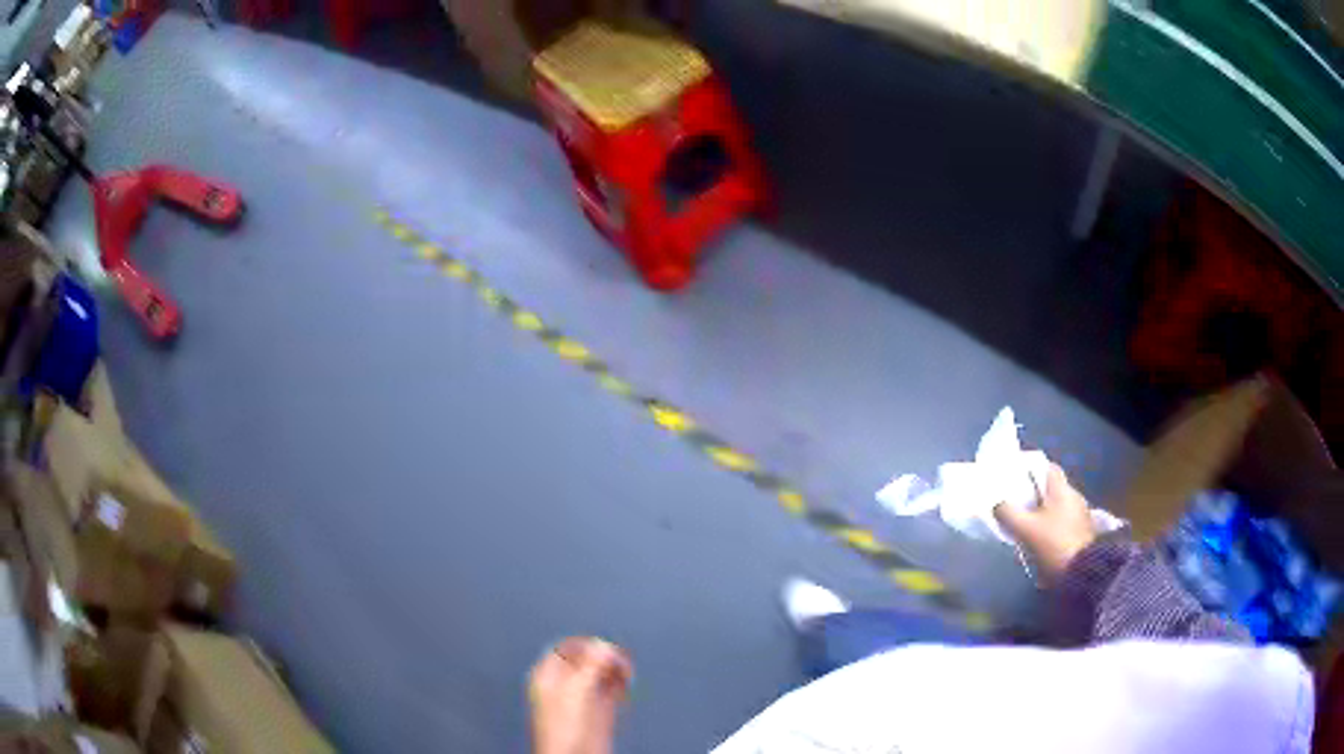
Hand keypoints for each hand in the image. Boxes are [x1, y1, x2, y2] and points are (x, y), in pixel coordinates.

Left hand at [528, 637, 633, 753]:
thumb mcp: (576, 691)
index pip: (567, 648)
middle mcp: (564, 683)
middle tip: (619, 658)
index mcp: (548, 675)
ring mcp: (582, 696)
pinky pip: (611, 687)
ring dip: (615, 668)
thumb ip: (591, 665)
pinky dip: (620, 683)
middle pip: (587, 658)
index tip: (605, 646)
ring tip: (625, 671)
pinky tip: (625, 684)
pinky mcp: (598, 708)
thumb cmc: (562, 732)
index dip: (587, 644)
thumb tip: (604, 644)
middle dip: (604, 656)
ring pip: (601, 671)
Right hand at [994, 463, 1096, 580]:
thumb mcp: (1026, 529)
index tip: (1015, 479)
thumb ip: (1008, 513)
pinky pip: (1062, 522)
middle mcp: (1074, 496)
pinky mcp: (1082, 533)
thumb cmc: (1054, 544)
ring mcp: (1080, 515)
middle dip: (1034, 496)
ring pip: (1057, 507)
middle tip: (1016, 505)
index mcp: (1062, 489)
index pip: (1047, 467)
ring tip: (1026, 526)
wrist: (1083, 571)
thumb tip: (996, 503)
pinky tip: (1040, 540)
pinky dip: (1051, 527)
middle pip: (1051, 489)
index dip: (1031, 470)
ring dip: (1042, 513)